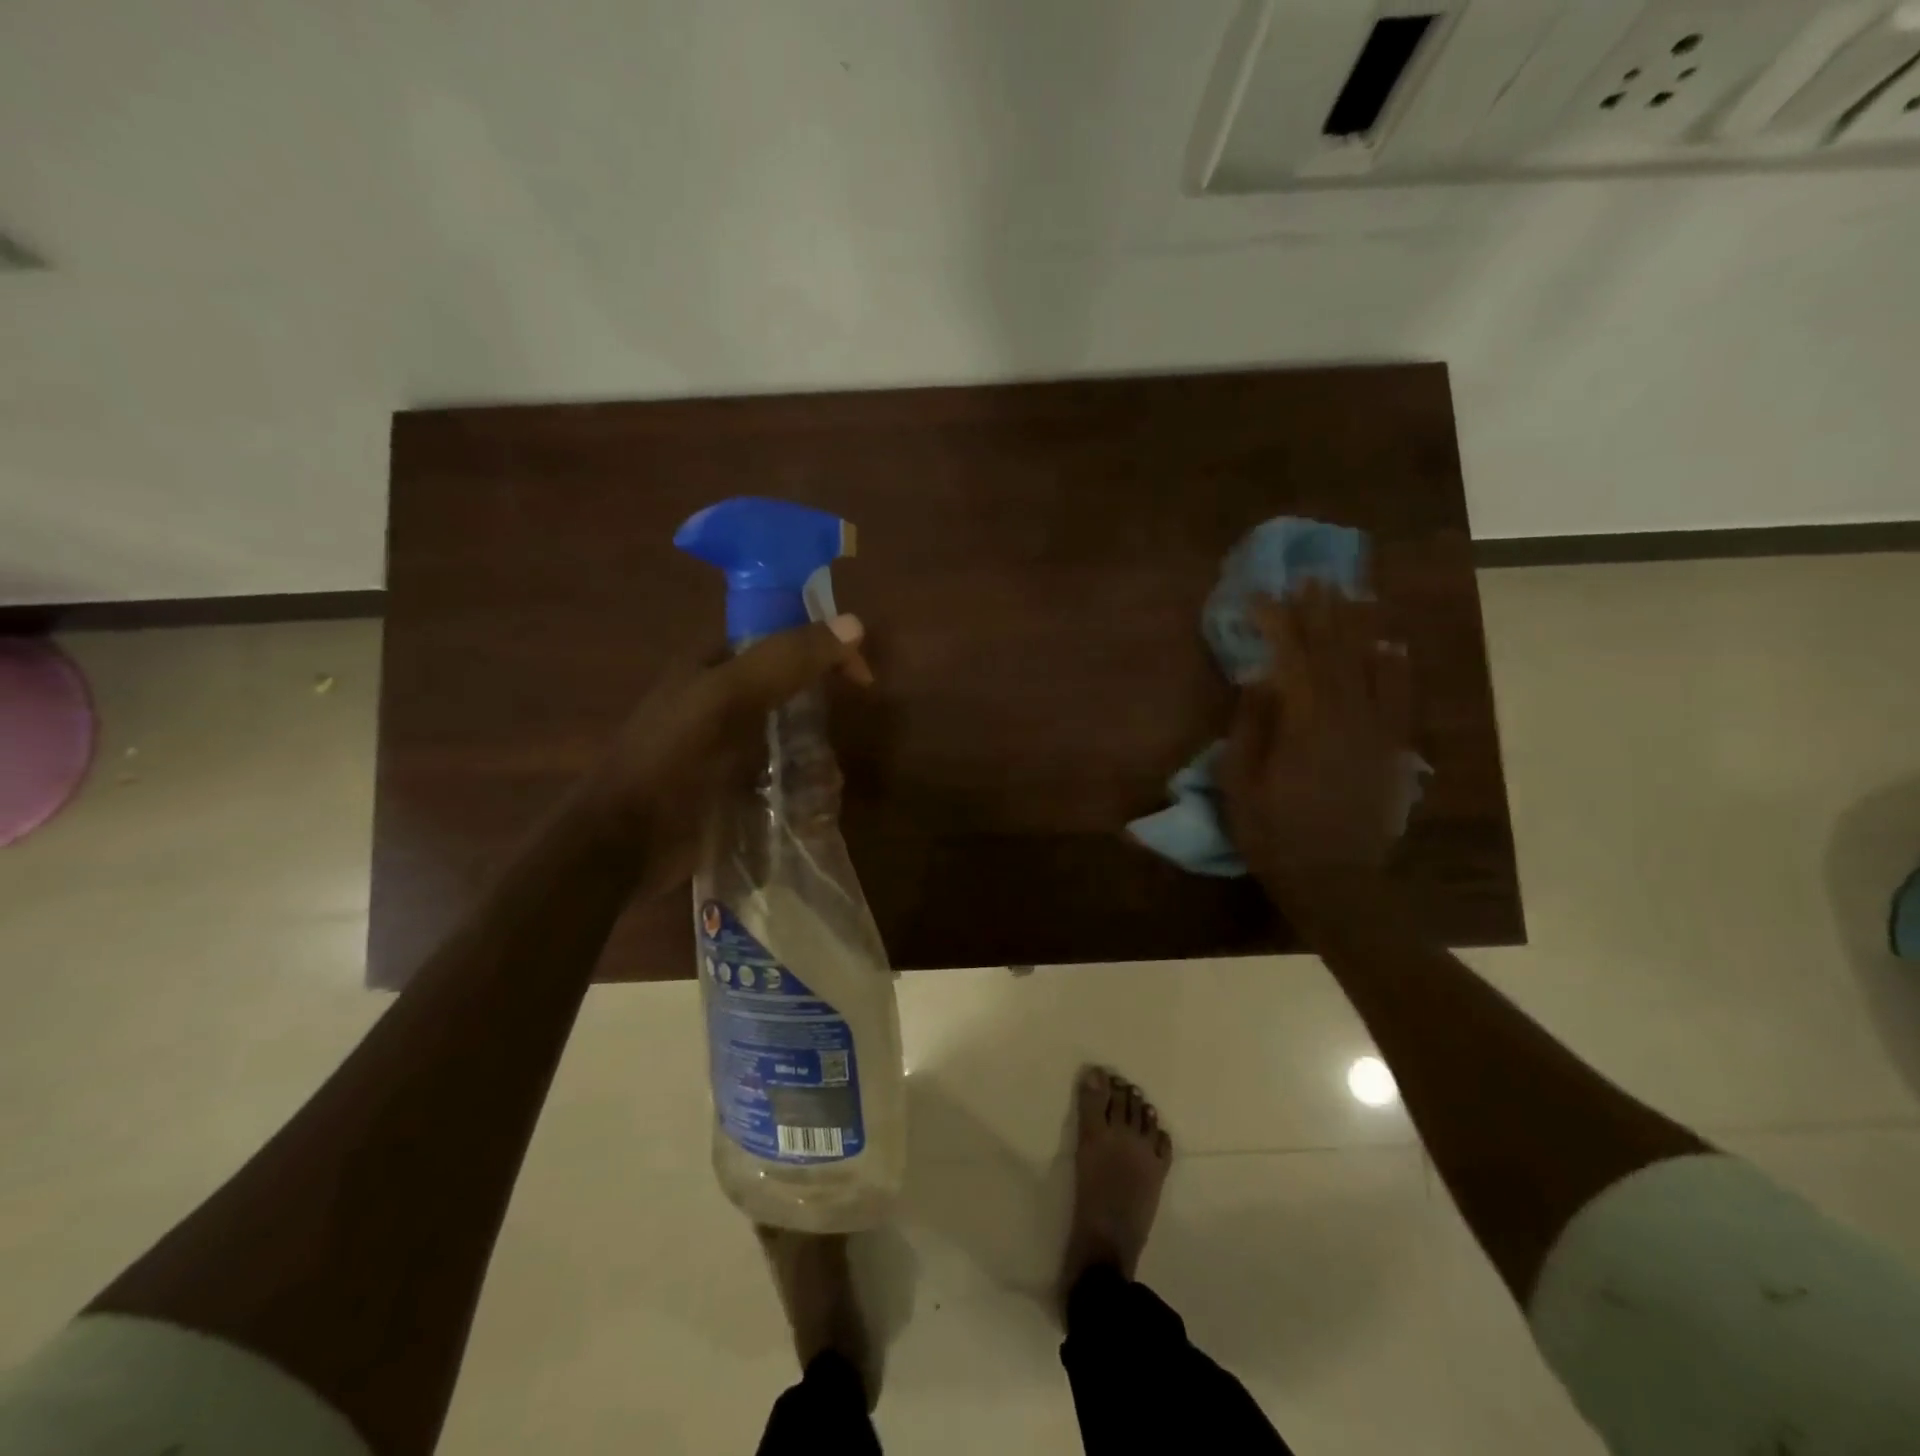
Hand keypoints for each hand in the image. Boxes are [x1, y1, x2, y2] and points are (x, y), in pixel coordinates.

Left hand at [579, 615, 871, 894]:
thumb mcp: (726, 699)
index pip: (782, 638)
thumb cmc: (672, 761)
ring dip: (815, 759)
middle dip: (821, 713)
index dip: (824, 648)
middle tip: (834, 741)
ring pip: (792, 738)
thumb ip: (785, 660)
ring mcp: (729, 746)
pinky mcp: (734, 787)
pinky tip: (810, 808)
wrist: (623, 843)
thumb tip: (854, 623)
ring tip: (824, 786)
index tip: (861, 678)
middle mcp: (722, 699)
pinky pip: (783, 777)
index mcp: (714, 664)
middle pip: (792, 691)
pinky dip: (803, 790)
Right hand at [1218, 583, 1411, 900]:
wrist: (1336, 880)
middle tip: (1312, 580)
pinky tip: (1393, 646)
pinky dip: (1396, 668)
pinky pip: (1400, 699)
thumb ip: (1250, 728)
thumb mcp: (1241, 784)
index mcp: (1304, 725)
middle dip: (1321, 614)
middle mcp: (1346, 718)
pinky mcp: (1392, 750)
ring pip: (1371, 667)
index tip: (1260, 598)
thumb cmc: (1274, 834)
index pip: (1291, 659)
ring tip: (1351, 595)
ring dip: (1359, 628)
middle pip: (1335, 653)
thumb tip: (1260, 680)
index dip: (1276, 624)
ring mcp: (1375, 732)